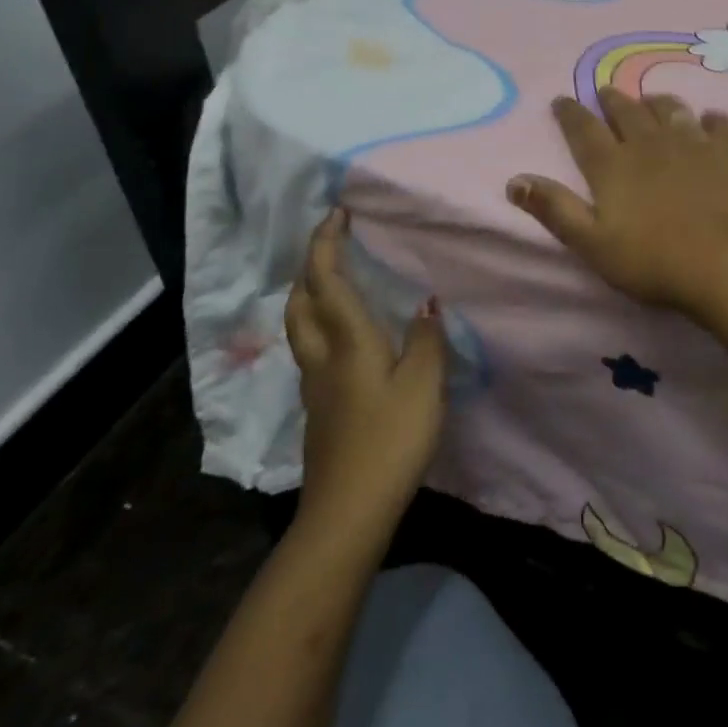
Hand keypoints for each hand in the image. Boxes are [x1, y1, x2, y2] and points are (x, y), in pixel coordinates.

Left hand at [284, 208, 446, 531]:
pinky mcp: (318, 410)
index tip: (335, 213)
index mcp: (347, 341)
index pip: (326, 280)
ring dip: (309, 296)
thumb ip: (427, 338)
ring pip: (300, 328)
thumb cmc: (390, 440)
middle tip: (331, 245)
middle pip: (300, 302)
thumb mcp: (423, 385)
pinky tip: (345, 339)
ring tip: (334, 283)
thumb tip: (426, 301)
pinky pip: (311, 351)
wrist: (347, 513)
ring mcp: (314, 386)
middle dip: (310, 266)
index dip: (326, 243)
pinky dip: (320, 327)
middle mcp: (322, 357)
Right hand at [505, 89, 727, 319]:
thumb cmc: (655, 262)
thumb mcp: (593, 244)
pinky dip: (711, 120)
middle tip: (605, 91)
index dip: (570, 113)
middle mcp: (650, 142)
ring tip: (651, 99)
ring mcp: (694, 142)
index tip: (562, 100)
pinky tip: (710, 122)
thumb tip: (514, 180)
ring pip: (670, 109)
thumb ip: (555, 209)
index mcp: (613, 165)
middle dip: (612, 99)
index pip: (583, 130)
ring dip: (657, 102)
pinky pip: (720, 123)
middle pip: (627, 111)